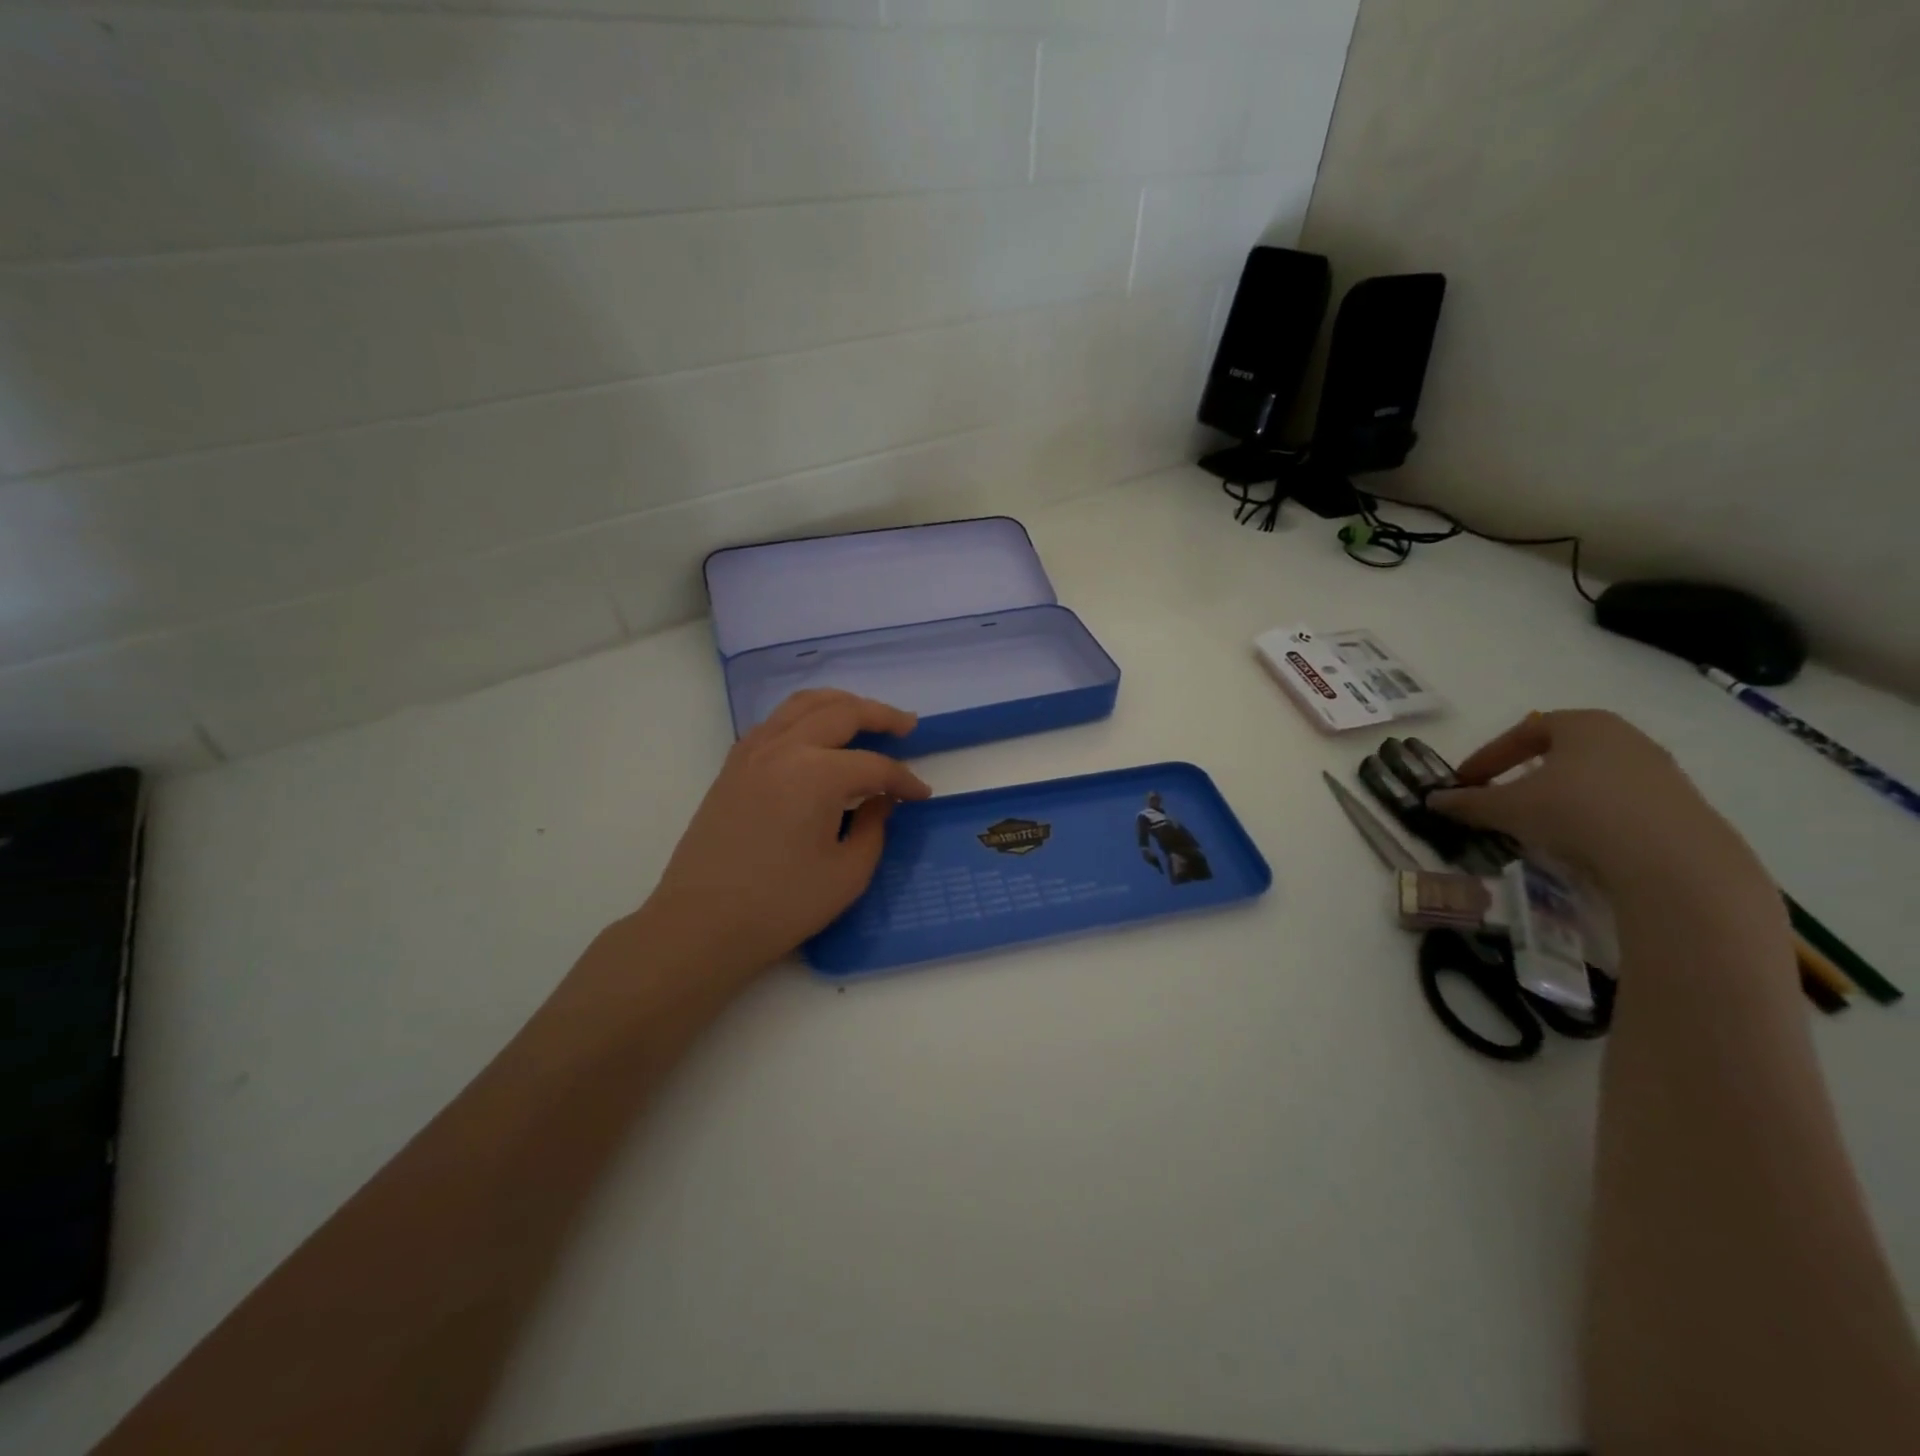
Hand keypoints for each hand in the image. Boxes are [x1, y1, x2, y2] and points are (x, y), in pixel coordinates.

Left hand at [639, 690, 930, 980]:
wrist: (701, 923)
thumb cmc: (780, 906)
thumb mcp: (847, 874)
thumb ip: (875, 828)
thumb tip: (882, 800)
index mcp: (817, 774)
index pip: (874, 765)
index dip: (904, 780)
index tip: (922, 795)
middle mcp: (785, 748)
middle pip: (842, 712)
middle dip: (881, 715)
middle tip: (907, 726)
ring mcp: (753, 752)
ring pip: (803, 704)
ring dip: (840, 703)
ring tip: (864, 715)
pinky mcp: (733, 765)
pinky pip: (775, 721)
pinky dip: (804, 716)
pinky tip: (815, 736)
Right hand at [1428, 710, 1768, 900]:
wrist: (1672, 861)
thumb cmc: (1576, 812)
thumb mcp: (1507, 808)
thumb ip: (1468, 802)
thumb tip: (1433, 801)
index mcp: (1583, 723)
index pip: (1524, 731)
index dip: (1488, 756)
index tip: (1466, 781)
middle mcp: (1626, 737)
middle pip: (1562, 751)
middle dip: (1525, 774)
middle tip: (1501, 797)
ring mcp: (1660, 771)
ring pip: (1593, 778)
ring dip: (1559, 797)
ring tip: (1538, 824)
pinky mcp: (1681, 807)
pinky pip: (1621, 804)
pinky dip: (1592, 817)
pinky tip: (1579, 842)